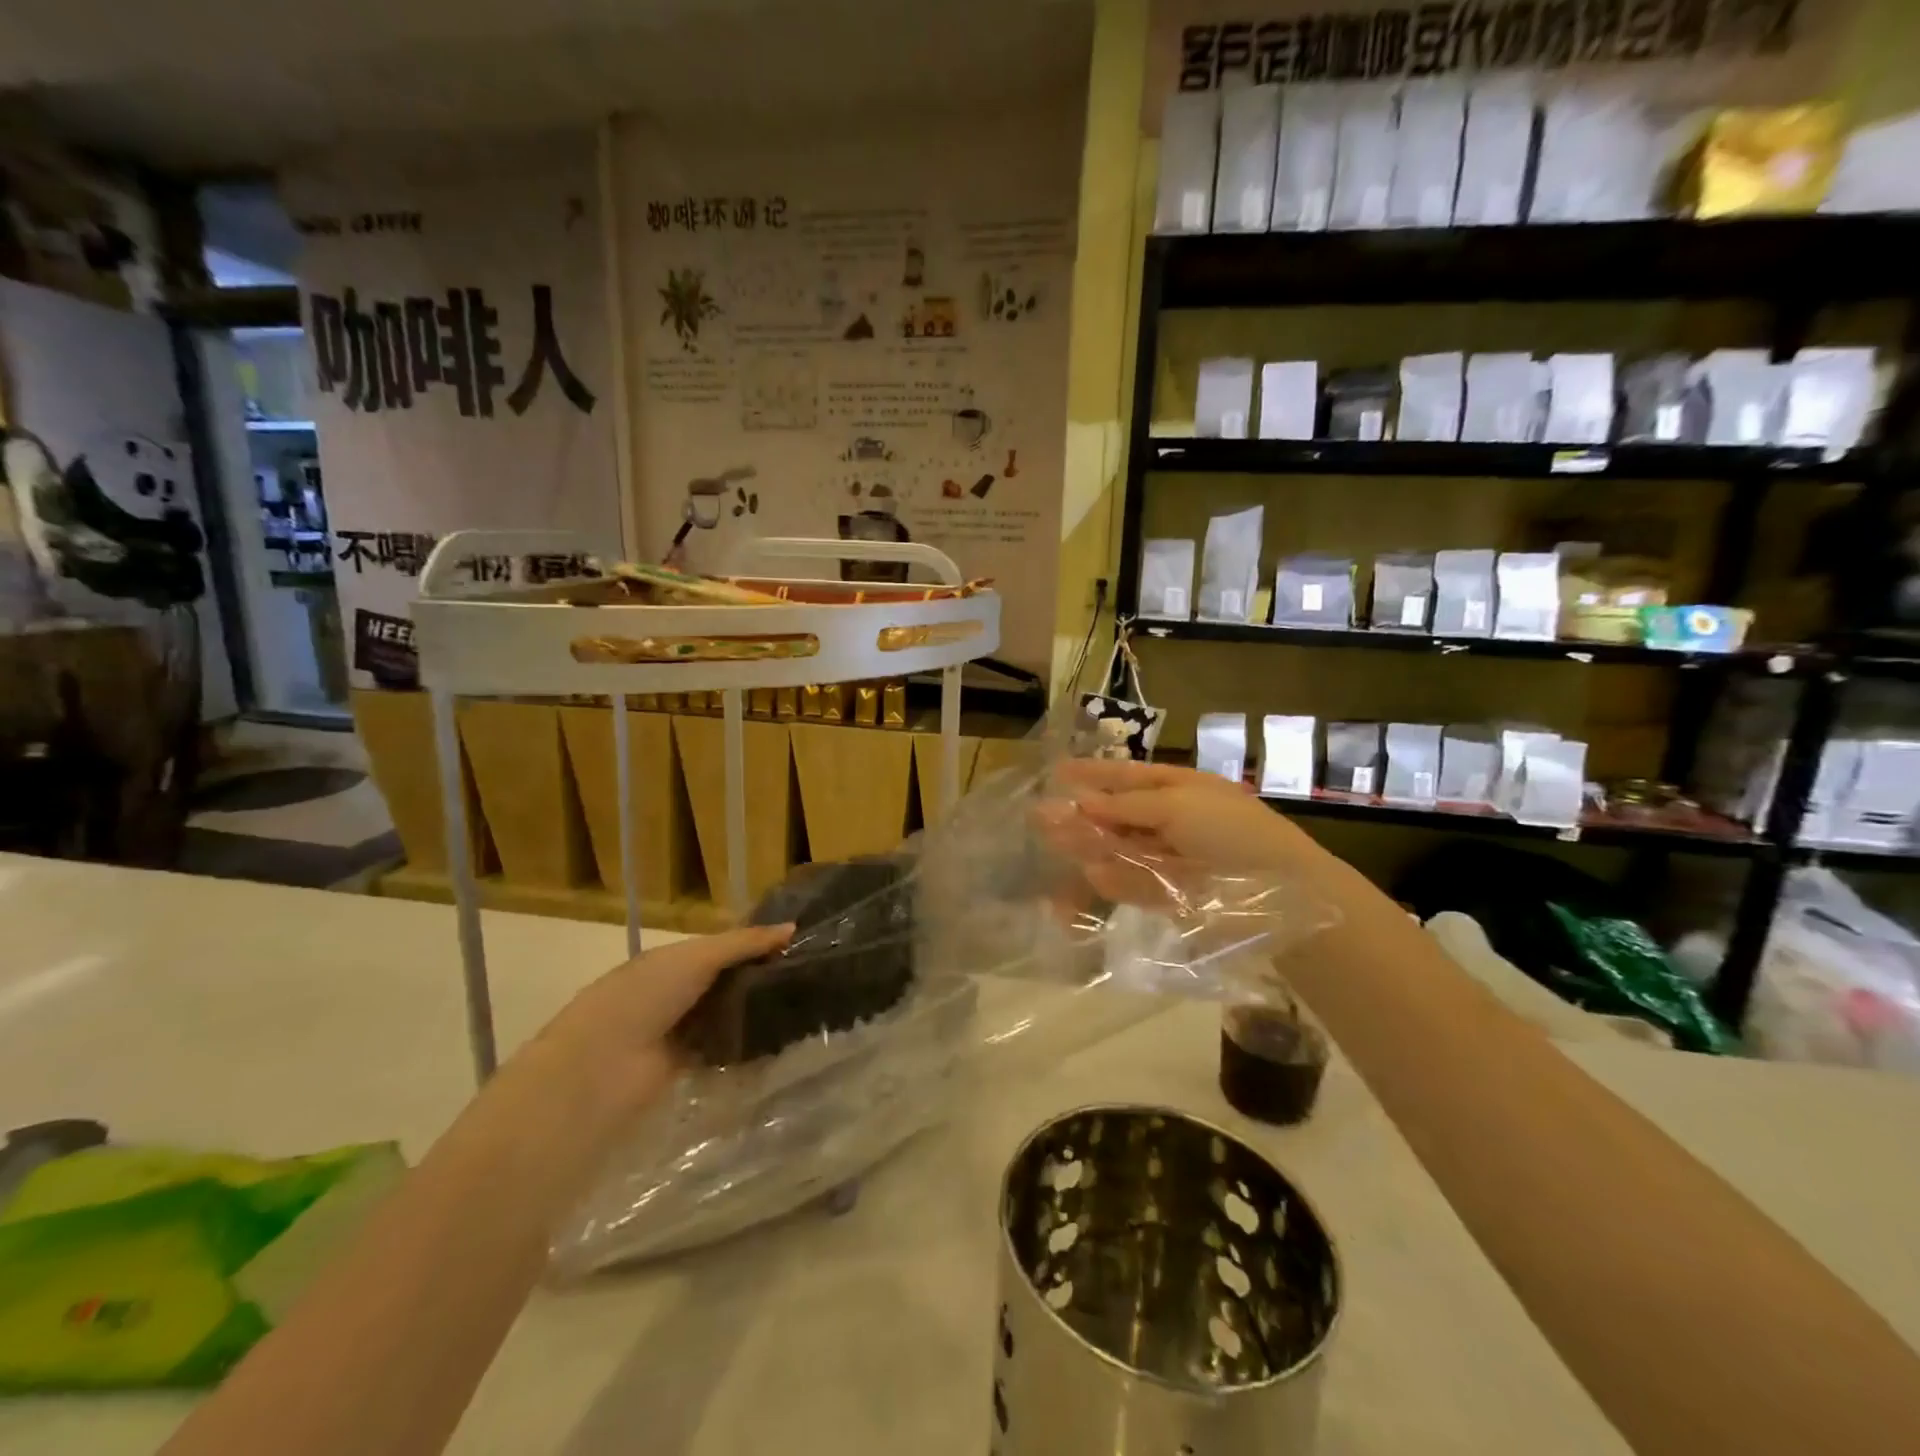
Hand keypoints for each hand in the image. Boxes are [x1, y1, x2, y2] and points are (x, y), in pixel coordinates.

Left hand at [519, 923, 794, 1121]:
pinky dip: (745, 1047)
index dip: (757, 944)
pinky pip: (723, 1050)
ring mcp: (680, 1031)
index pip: (723, 947)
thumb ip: (744, 943)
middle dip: (761, 979)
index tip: (800, 943)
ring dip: (755, 1013)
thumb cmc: (646, 996)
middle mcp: (676, 992)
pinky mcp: (685, 1066)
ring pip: (727, 1015)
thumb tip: (792, 928)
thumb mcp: (697, 958)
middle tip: (811, 977)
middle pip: (727, 981)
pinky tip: (780, 1042)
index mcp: (673, 960)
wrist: (601, 1067)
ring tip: (805, 1008)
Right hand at [1045, 758, 1331, 890]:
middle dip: (1082, 815)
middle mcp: (1174, 821)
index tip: (1058, 772)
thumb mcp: (1178, 805)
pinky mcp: (1173, 894)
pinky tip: (1090, 876)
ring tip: (1054, 846)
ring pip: (1121, 849)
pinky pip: (1135, 884)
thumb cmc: (1231, 832)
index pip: (1128, 776)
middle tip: (1040, 817)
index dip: (1094, 773)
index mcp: (1181, 789)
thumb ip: (1127, 804)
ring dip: (1090, 846)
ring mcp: (1173, 858)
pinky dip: (1114, 881)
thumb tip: (1083, 800)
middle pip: (1119, 815)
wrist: (1282, 890)